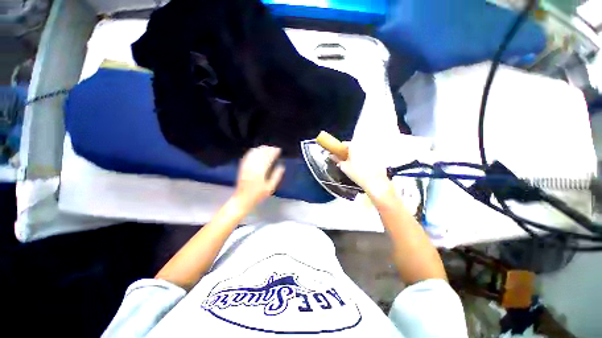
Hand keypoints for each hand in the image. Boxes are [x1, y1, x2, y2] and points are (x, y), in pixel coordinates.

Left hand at [233, 146, 284, 210]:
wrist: (242, 199)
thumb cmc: (258, 195)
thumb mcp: (270, 187)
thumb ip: (277, 176)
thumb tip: (281, 166)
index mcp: (261, 170)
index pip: (268, 157)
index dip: (274, 152)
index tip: (279, 150)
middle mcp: (253, 165)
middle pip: (261, 152)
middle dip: (269, 149)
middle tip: (275, 148)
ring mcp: (247, 165)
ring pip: (254, 152)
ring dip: (261, 148)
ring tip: (267, 148)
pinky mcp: (242, 166)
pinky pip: (248, 155)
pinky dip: (254, 151)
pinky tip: (257, 150)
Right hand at [332, 142, 393, 201]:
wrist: (375, 182)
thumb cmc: (357, 174)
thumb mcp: (344, 167)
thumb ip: (337, 159)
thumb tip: (332, 155)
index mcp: (354, 145)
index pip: (344, 144)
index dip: (339, 150)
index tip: (338, 156)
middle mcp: (363, 145)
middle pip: (353, 146)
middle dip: (349, 152)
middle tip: (346, 161)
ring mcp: (372, 150)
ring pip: (361, 150)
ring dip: (357, 155)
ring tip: (355, 165)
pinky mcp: (378, 156)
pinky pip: (368, 155)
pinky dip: (365, 158)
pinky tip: (364, 167)